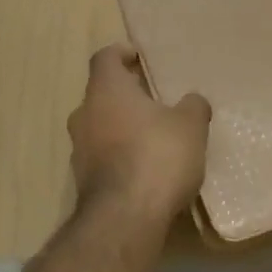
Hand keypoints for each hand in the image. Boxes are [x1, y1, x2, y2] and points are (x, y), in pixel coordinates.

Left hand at [67, 45, 210, 227]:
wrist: (125, 218)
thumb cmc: (157, 156)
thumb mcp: (190, 126)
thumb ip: (192, 106)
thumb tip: (192, 101)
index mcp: (106, 90)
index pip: (105, 58)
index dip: (122, 53)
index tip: (139, 58)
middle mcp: (84, 113)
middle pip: (101, 93)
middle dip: (126, 94)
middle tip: (154, 100)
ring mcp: (79, 149)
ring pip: (99, 126)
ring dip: (121, 127)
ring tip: (153, 136)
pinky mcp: (82, 180)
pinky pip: (101, 156)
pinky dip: (119, 155)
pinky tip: (145, 168)